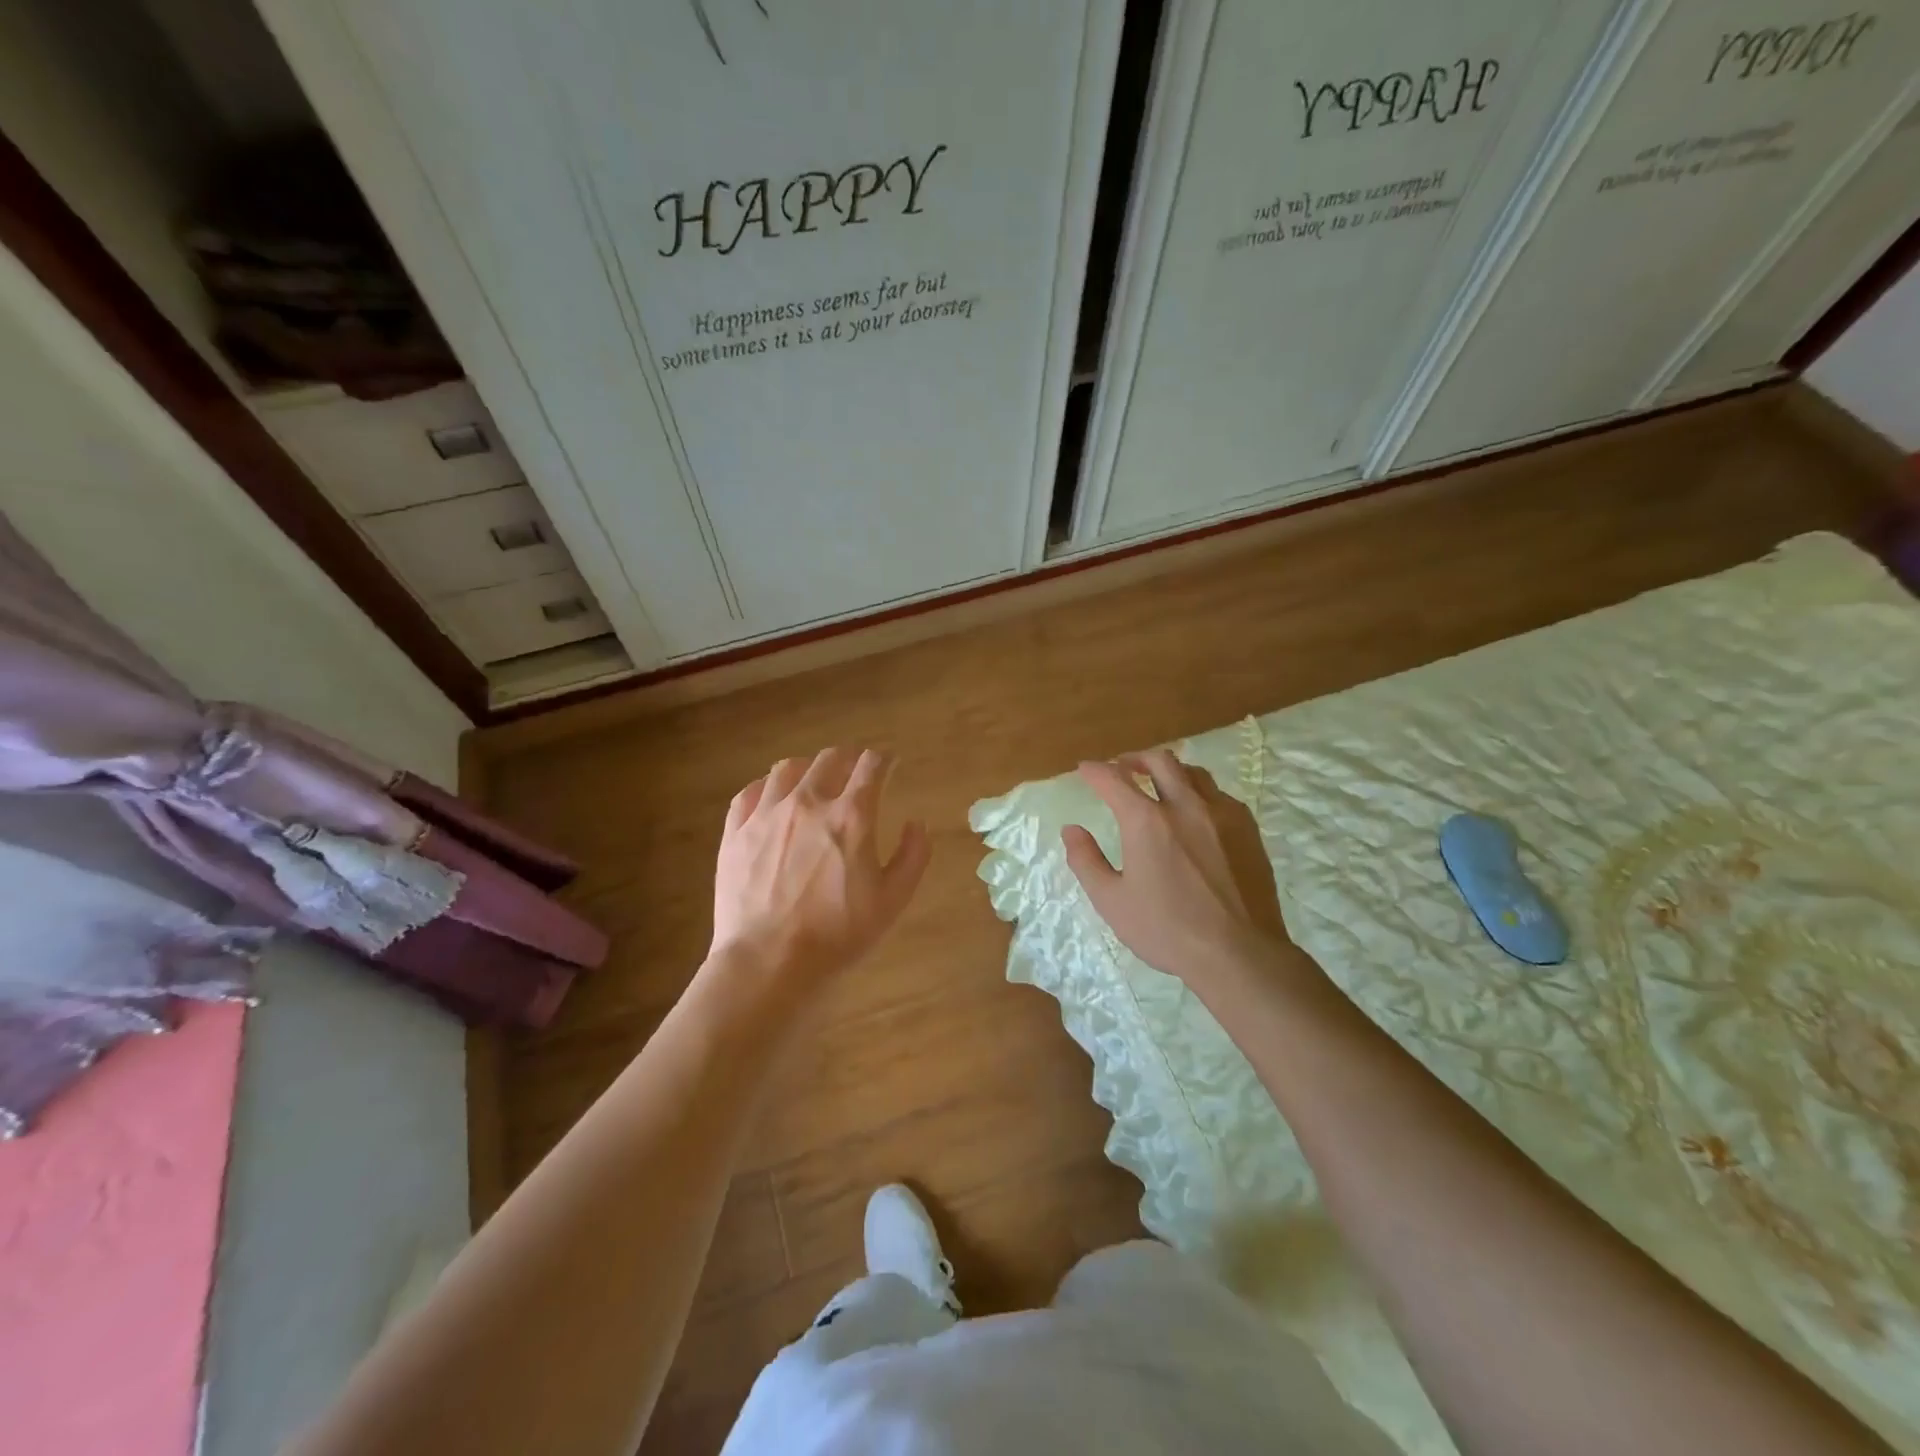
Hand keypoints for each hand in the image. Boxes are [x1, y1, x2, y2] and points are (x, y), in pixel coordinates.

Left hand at [710, 747, 928, 990]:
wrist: (768, 962)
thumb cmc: (838, 934)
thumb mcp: (893, 900)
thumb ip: (913, 856)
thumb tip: (916, 823)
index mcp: (851, 816)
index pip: (871, 765)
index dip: (885, 759)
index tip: (890, 763)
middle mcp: (808, 802)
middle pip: (830, 758)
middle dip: (849, 758)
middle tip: (855, 771)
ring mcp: (766, 814)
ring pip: (787, 768)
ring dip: (808, 768)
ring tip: (813, 780)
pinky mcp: (736, 832)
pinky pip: (750, 792)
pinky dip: (767, 787)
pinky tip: (772, 799)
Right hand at [1063, 749, 1299, 994]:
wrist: (1240, 952)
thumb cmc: (1167, 930)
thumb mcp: (1112, 901)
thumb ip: (1086, 861)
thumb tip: (1071, 830)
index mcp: (1147, 821)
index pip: (1114, 779)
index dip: (1095, 770)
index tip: (1085, 768)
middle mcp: (1185, 805)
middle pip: (1159, 761)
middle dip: (1135, 758)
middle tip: (1122, 767)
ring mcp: (1222, 814)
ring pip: (1193, 773)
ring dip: (1170, 771)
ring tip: (1159, 783)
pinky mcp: (1247, 829)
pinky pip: (1219, 795)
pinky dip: (1199, 793)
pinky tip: (1196, 812)